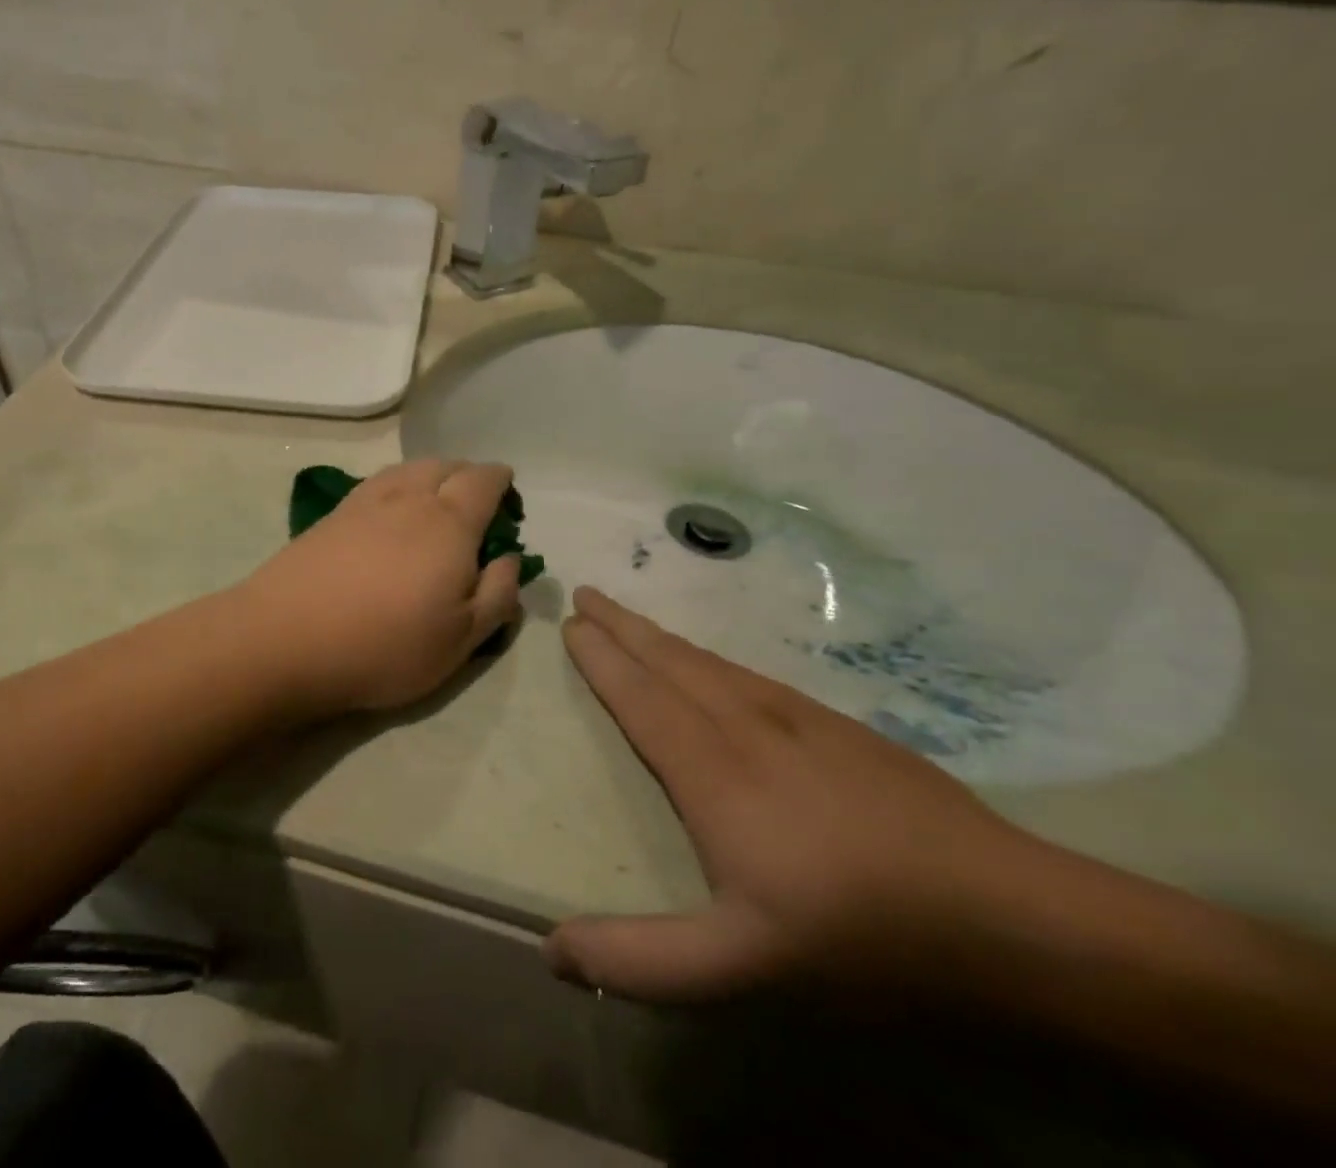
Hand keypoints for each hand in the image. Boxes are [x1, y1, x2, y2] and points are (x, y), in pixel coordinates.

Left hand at [240, 460, 527, 718]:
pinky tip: (390, 515)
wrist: (285, 639)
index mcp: (449, 521)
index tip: (509, 500)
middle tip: (475, 507)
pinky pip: (377, 483)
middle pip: (446, 465)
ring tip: (434, 505)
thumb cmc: (385, 645)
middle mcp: (409, 498)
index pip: (484, 480)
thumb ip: (497, 594)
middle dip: (467, 476)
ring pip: (408, 469)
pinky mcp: (331, 514)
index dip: (501, 482)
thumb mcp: (462, 639)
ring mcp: (365, 501)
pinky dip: (397, 487)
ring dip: (431, 476)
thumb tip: (507, 558)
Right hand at [546, 587, 1049, 1002]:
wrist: (1008, 916)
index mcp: (711, 771)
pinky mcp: (840, 727)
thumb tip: (550, 953)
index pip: (639, 696)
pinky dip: (710, 657)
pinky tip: (716, 667)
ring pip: (710, 662)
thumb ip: (642, 958)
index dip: (602, 658)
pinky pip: (750, 674)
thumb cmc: (859, 937)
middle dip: (622, 625)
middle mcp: (746, 726)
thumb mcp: (742, 966)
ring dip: (662, 636)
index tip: (572, 623)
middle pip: (669, 660)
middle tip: (587, 593)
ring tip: (633, 619)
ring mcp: (798, 719)